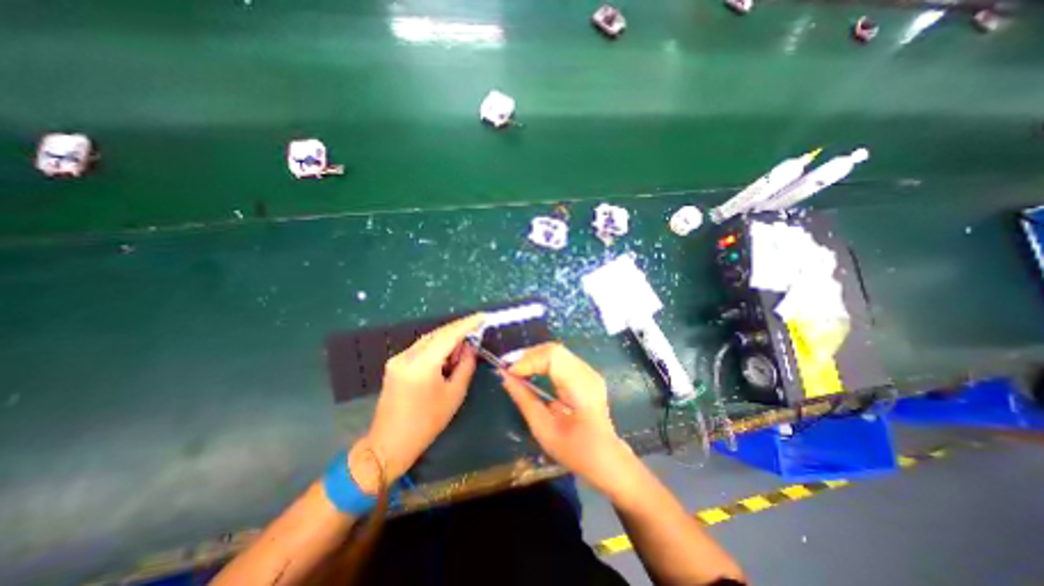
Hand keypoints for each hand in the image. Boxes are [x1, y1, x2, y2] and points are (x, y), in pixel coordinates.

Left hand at [356, 313, 486, 487]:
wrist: (389, 444)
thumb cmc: (427, 423)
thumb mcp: (454, 394)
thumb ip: (466, 365)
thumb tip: (471, 346)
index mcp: (422, 364)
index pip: (449, 335)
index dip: (468, 324)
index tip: (483, 316)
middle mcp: (407, 355)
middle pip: (437, 333)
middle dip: (458, 331)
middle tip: (476, 335)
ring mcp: (398, 359)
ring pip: (429, 339)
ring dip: (447, 341)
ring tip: (461, 352)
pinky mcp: (395, 364)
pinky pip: (421, 348)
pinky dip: (436, 349)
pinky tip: (445, 359)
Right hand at [501, 341, 630, 495]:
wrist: (606, 458)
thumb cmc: (575, 451)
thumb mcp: (544, 430)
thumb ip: (524, 400)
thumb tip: (505, 377)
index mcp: (581, 388)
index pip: (553, 357)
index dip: (529, 360)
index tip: (509, 373)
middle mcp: (587, 373)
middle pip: (554, 350)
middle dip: (528, 355)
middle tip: (509, 369)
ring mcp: (589, 371)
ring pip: (556, 351)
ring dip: (534, 357)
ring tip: (516, 369)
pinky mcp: (585, 374)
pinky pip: (560, 358)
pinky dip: (542, 361)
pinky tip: (531, 370)